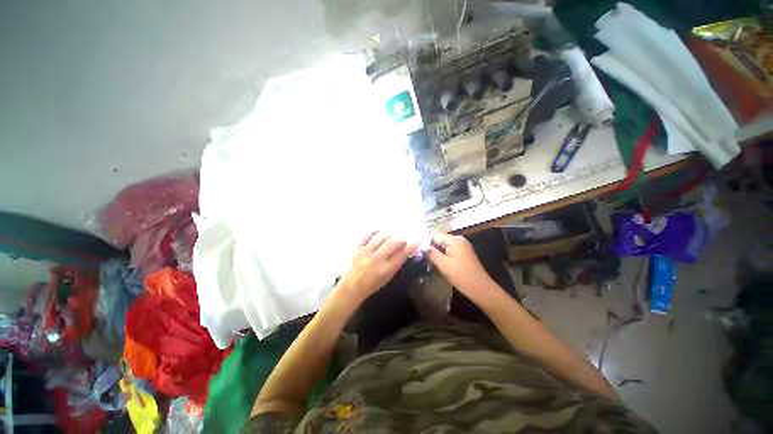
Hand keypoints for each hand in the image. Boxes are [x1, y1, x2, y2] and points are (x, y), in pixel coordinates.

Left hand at [336, 231, 418, 302]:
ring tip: (394, 234)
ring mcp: (365, 252)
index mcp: (385, 270)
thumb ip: (396, 263)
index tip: (418, 239)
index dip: (411, 246)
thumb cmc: (372, 284)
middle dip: (401, 238)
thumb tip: (405, 249)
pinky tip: (380, 231)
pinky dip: (375, 231)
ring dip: (390, 234)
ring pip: (381, 237)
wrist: (352, 287)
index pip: (401, 255)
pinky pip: (367, 235)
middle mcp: (376, 260)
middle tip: (405, 237)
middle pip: (393, 243)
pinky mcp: (357, 248)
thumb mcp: (388, 277)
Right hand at [427, 232, 494, 302]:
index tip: (419, 253)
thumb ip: (431, 253)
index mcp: (454, 240)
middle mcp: (459, 239)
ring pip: (444, 245)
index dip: (425, 243)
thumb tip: (421, 245)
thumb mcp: (443, 264)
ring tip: (430, 263)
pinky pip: (449, 250)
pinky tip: (440, 264)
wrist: (481, 289)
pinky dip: (443, 255)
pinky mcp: (464, 253)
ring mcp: (462, 246)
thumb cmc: (461, 276)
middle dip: (431, 248)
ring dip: (437, 253)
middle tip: (424, 259)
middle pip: (439, 239)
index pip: (434, 235)